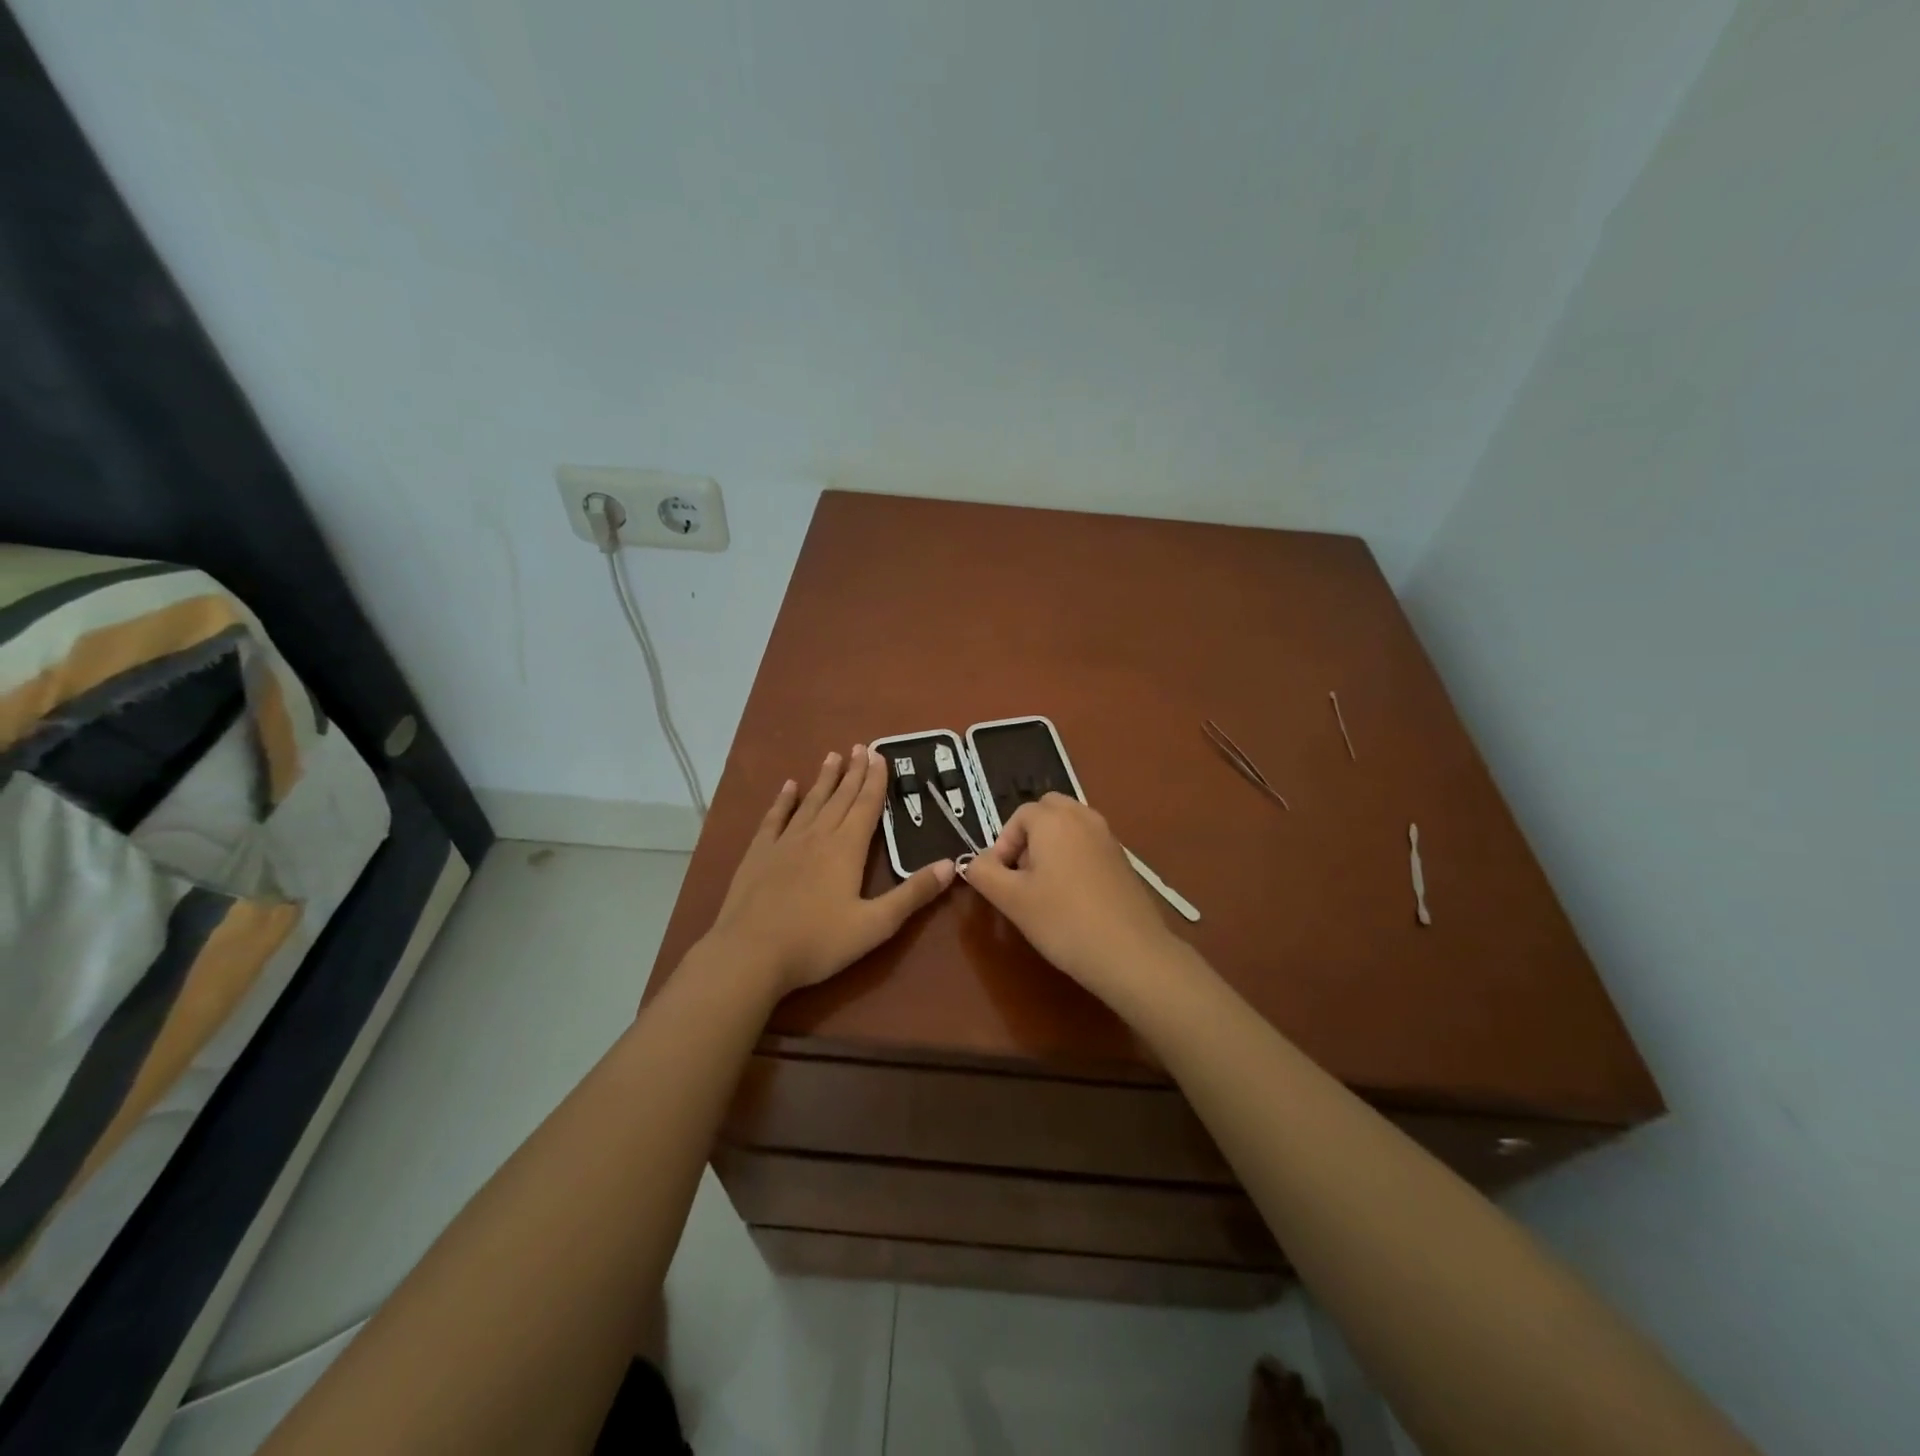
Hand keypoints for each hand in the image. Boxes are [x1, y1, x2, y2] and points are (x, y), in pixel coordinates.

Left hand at [706, 746, 955, 995]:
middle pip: (840, 797)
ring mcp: (785, 842)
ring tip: (832, 756)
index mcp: (847, 848)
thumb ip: (913, 894)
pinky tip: (788, 786)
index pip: (867, 805)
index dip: (876, 780)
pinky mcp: (759, 854)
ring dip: (824, 779)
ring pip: (810, 802)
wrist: (751, 954)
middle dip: (854, 772)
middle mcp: (817, 836)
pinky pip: (774, 818)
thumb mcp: (876, 924)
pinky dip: (783, 800)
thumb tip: (951, 864)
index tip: (880, 755)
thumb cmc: (818, 942)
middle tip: (861, 747)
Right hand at [961, 792, 1186, 1003]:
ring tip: (1046, 887)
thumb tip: (976, 861)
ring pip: (1071, 825)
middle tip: (1022, 874)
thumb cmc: (1063, 921)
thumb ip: (984, 873)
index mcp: (1054, 819)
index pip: (1019, 816)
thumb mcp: (1011, 900)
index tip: (1001, 879)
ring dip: (1052, 845)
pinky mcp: (1123, 860)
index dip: (1003, 844)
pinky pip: (1089, 844)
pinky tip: (1074, 897)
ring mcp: (1108, 837)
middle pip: (1048, 810)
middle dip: (1029, 835)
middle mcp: (1083, 818)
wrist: (1131, 953)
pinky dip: (1075, 857)